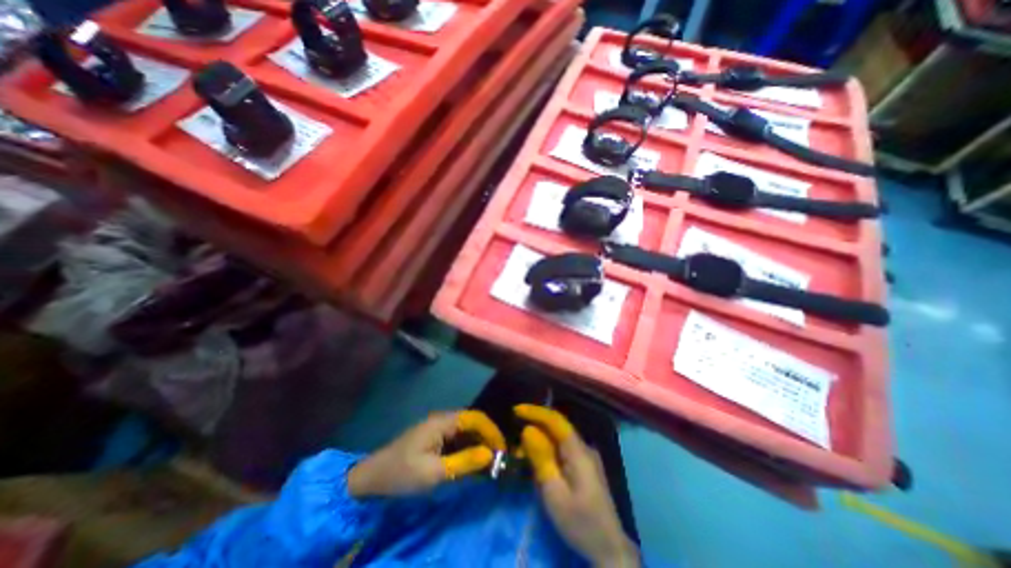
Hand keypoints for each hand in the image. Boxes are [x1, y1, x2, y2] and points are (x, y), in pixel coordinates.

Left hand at [349, 410, 504, 497]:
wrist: (371, 478)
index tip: (502, 450)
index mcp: (442, 421)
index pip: (475, 418)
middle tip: (498, 458)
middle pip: (472, 422)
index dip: (491, 431)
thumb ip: (464, 462)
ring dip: (479, 442)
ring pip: (466, 430)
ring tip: (490, 460)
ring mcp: (438, 428)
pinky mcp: (435, 438)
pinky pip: (458, 438)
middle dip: (488, 437)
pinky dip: (469, 447)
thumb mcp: (434, 472)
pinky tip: (473, 461)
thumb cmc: (402, 473)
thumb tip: (491, 454)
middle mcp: (443, 419)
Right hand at [515, 405, 638, 567]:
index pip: (556, 420)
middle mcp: (583, 448)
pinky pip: (561, 451)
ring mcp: (585, 457)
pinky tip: (535, 463)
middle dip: (534, 427)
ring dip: (538, 442)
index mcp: (579, 451)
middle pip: (556, 429)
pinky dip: (546, 453)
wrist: (609, 550)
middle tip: (513, 435)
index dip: (535, 412)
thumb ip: (541, 459)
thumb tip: (528, 429)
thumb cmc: (579, 522)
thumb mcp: (554, 493)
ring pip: (558, 440)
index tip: (516, 410)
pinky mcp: (583, 467)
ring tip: (519, 454)